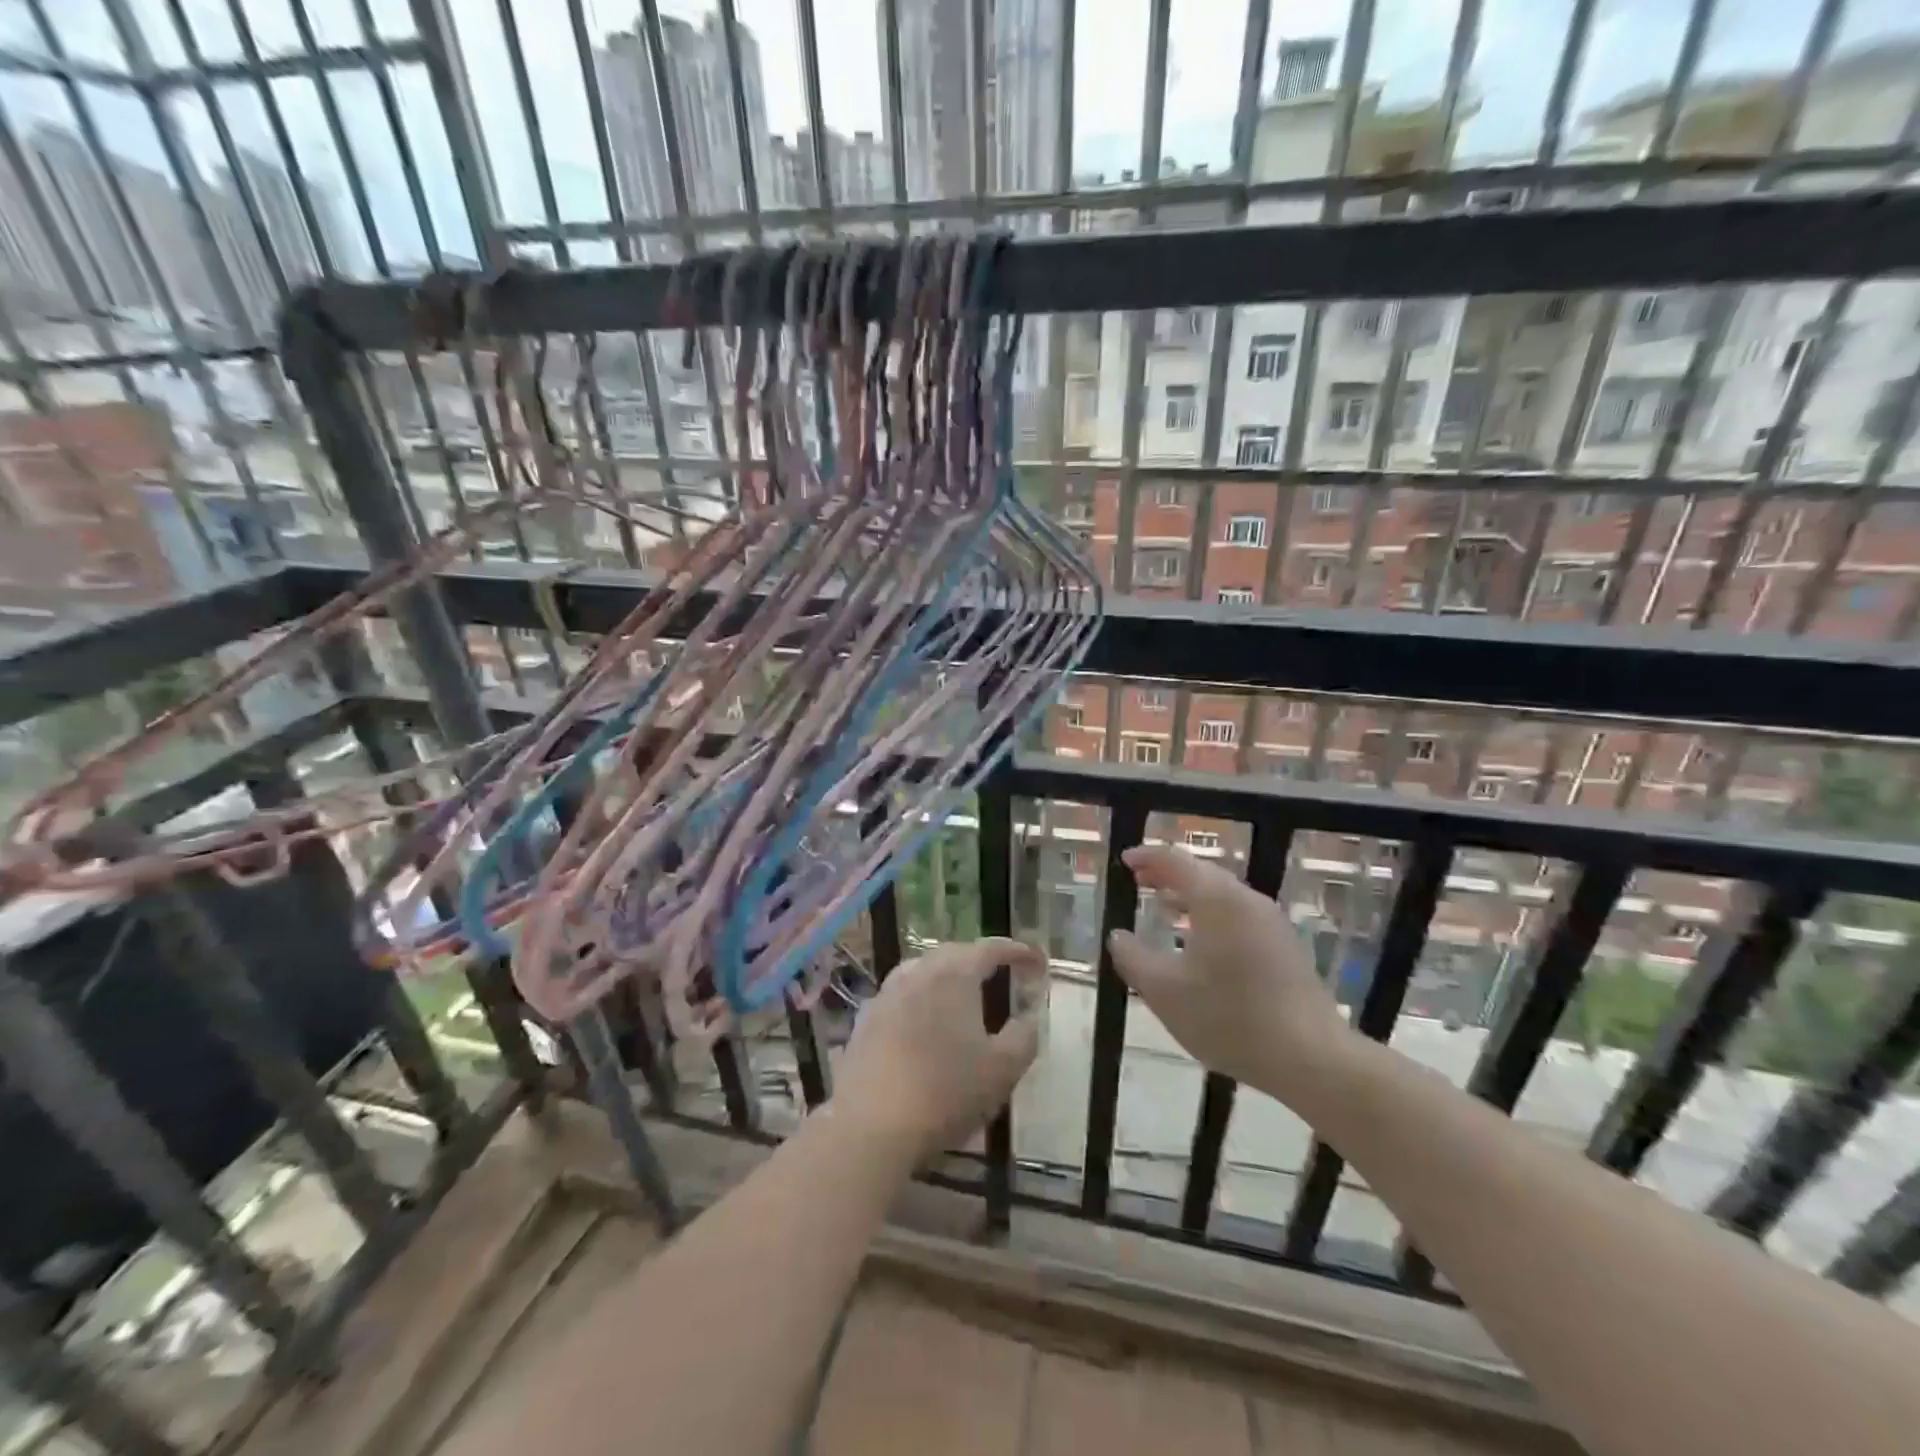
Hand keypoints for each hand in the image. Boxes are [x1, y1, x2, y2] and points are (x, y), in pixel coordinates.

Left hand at [835, 938, 1044, 1160]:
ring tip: (963, 994)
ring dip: (947, 974)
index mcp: (954, 974)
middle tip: (1001, 973)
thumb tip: (1030, 1015)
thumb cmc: (946, 1092)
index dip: (1016, 951)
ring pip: (923, 970)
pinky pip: (902, 994)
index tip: (1035, 959)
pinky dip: (921, 997)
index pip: (990, 949)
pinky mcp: (866, 1018)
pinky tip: (925, 1021)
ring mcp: (887, 993)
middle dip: (980, 958)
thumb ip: (1024, 1035)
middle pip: (954, 953)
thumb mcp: (1002, 1069)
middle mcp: (918, 972)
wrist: (871, 1125)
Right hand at [1107, 845, 1354, 1100]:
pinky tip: (1199, 944)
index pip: (1174, 860)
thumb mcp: (1164, 991)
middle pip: (1201, 873)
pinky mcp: (1284, 947)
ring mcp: (1271, 922)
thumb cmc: (1229, 1017)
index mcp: (1216, 898)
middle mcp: (1246, 899)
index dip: (1146, 857)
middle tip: (1139, 882)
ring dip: (1189, 897)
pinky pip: (1238, 916)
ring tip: (1163, 909)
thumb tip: (1118, 936)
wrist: (1311, 1058)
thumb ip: (1133, 958)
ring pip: (1222, 896)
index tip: (1125, 861)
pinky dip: (1210, 916)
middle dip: (1167, 875)